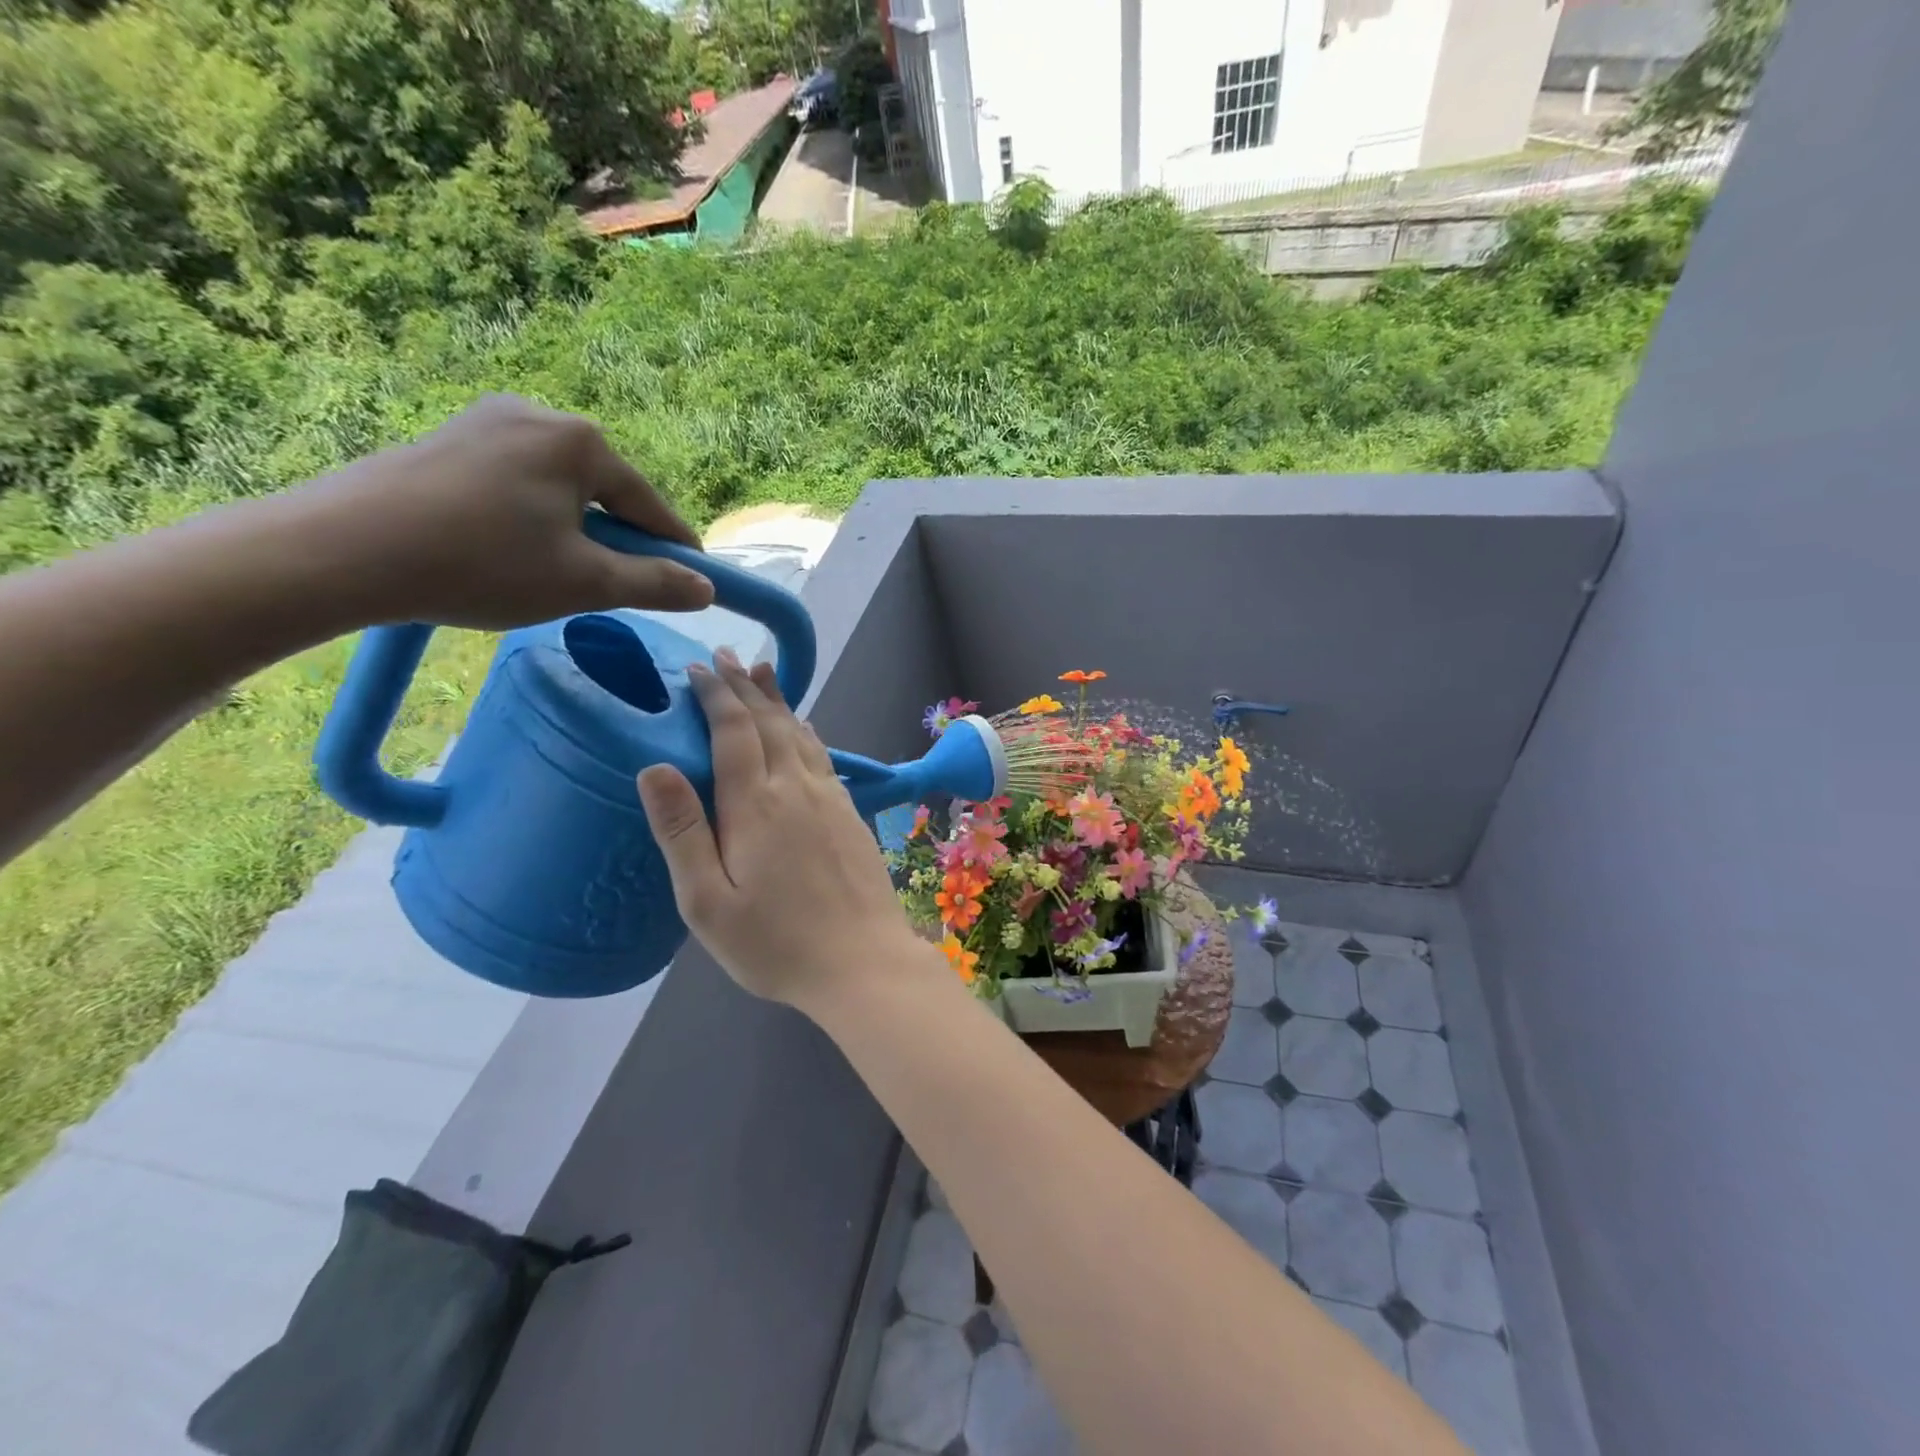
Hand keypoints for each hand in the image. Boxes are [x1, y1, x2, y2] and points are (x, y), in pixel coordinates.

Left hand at [296, 393, 714, 629]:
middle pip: (604, 491)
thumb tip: (705, 589)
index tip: (697, 581)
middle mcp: (538, 414)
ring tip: (556, 574)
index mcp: (580, 441)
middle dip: (618, 539)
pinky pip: (517, 481)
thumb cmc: (484, 564)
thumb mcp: (586, 583)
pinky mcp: (448, 438)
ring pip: (560, 488)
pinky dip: (532, 518)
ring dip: (575, 531)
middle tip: (614, 586)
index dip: (676, 548)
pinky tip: (511, 551)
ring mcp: (486, 420)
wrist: (342, 551)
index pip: (650, 505)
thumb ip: (655, 584)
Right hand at [635, 648, 930, 1012]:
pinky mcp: (851, 815)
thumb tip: (654, 767)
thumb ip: (682, 832)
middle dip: (746, 687)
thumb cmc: (776, 943)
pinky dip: (807, 732)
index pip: (733, 733)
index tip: (698, 668)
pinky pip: (823, 757)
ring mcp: (830, 799)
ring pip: (801, 734)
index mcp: (756, 805)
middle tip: (728, 656)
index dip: (715, 696)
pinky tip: (805, 730)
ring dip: (779, 702)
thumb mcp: (707, 902)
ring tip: (764, 674)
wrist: (863, 962)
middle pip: (770, 723)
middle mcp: (796, 789)